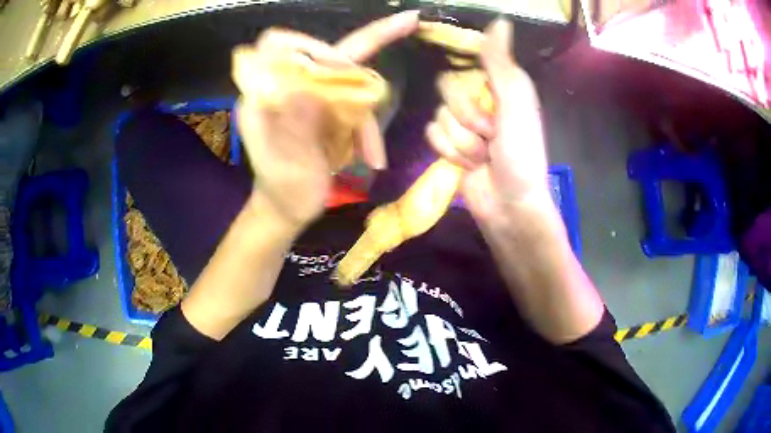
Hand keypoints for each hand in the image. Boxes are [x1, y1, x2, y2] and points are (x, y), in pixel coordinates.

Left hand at [234, 12, 418, 231]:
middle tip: (406, 23)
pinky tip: (373, 155)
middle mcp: (283, 87)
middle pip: (322, 53)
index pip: (277, 46)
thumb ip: (293, 132)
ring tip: (374, 154)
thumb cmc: (283, 193)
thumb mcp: (287, 168)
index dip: (310, 44)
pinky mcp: (324, 107)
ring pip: (346, 80)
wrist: (287, 208)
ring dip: (366, 114)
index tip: (341, 61)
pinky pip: (354, 103)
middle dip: (361, 55)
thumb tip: (307, 90)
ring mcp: (306, 96)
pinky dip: (367, 128)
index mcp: (262, 97)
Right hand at [426, 19, 558, 230]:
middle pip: (447, 91)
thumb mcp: (516, 103)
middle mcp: (480, 101)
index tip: (488, 105)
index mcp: (500, 87)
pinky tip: (469, 166)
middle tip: (492, 136)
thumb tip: (499, 19)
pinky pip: (432, 135)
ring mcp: (463, 125)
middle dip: (470, 119)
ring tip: (484, 157)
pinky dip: (451, 153)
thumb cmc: (521, 155)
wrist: (509, 205)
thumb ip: (501, 63)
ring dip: (463, 142)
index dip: (474, 88)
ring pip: (439, 117)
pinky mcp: (449, 146)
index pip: (466, 66)